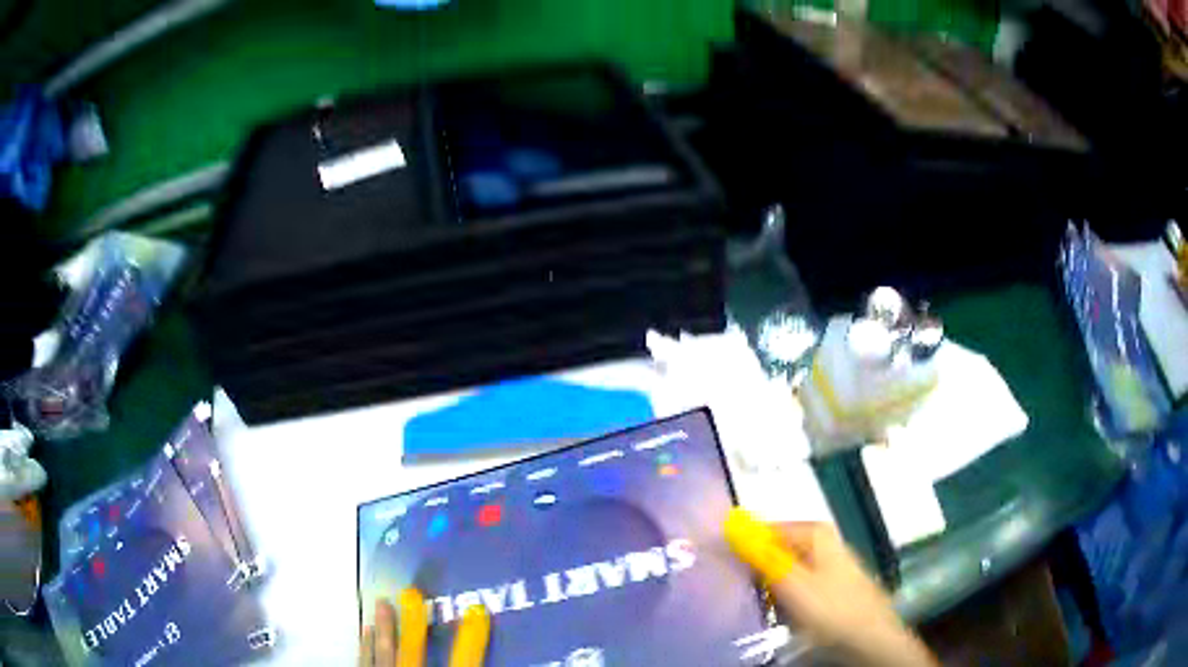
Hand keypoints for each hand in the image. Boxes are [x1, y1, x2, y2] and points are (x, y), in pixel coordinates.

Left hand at [360, 588, 489, 666]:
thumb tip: (499, 660)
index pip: (463, 662)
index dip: (471, 638)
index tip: (477, 611)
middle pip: (413, 652)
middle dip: (414, 623)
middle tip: (412, 592)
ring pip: (384, 652)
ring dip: (384, 627)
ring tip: (381, 602)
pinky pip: (364, 661)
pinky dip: (365, 646)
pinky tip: (365, 632)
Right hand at [725, 509, 936, 666]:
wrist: (869, 638)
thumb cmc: (831, 607)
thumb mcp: (791, 581)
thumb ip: (759, 553)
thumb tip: (727, 523)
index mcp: (812, 532)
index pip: (761, 530)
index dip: (738, 547)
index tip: (716, 569)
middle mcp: (818, 542)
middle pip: (771, 551)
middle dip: (751, 570)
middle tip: (732, 592)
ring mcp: (823, 566)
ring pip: (779, 572)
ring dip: (763, 588)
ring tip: (749, 605)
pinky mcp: (824, 588)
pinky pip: (791, 589)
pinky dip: (779, 599)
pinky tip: (772, 614)